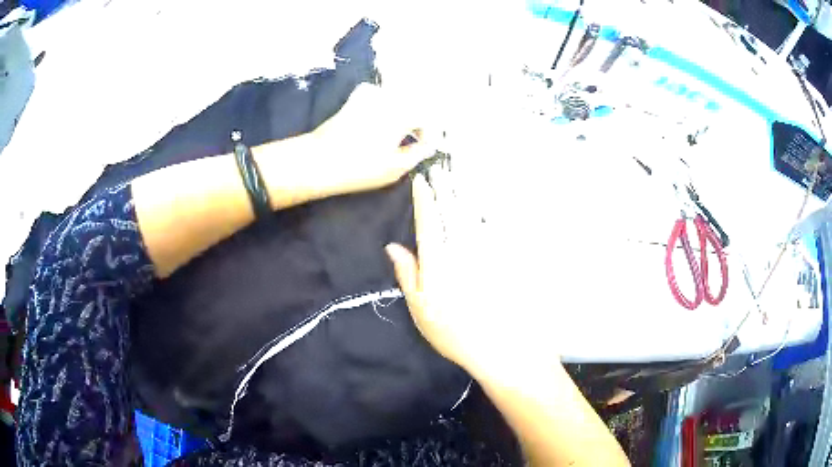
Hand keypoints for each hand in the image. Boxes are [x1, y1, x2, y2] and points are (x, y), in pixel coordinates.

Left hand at [300, 83, 434, 197]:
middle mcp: (389, 97)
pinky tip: (379, 120)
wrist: (319, 160)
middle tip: (415, 141)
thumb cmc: (361, 167)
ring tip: (398, 134)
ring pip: (397, 99)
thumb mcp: (396, 167)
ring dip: (402, 113)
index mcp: (402, 113)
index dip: (430, 133)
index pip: (427, 118)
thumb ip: (418, 153)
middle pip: (414, 105)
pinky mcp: (356, 98)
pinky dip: (384, 105)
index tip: (426, 147)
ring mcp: (371, 95)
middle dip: (417, 122)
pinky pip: (379, 96)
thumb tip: (428, 144)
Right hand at [385, 168, 554, 377]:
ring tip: (459, 177)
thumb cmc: (451, 331)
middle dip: (444, 188)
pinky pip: (493, 229)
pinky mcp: (502, 259)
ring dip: (464, 194)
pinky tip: (485, 205)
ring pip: (473, 215)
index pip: (428, 221)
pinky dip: (486, 214)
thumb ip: (407, 273)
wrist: (495, 345)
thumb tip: (393, 246)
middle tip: (440, 168)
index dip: (423, 199)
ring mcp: (484, 252)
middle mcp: (461, 249)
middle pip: (452, 211)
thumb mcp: (419, 307)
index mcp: (437, 260)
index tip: (421, 181)